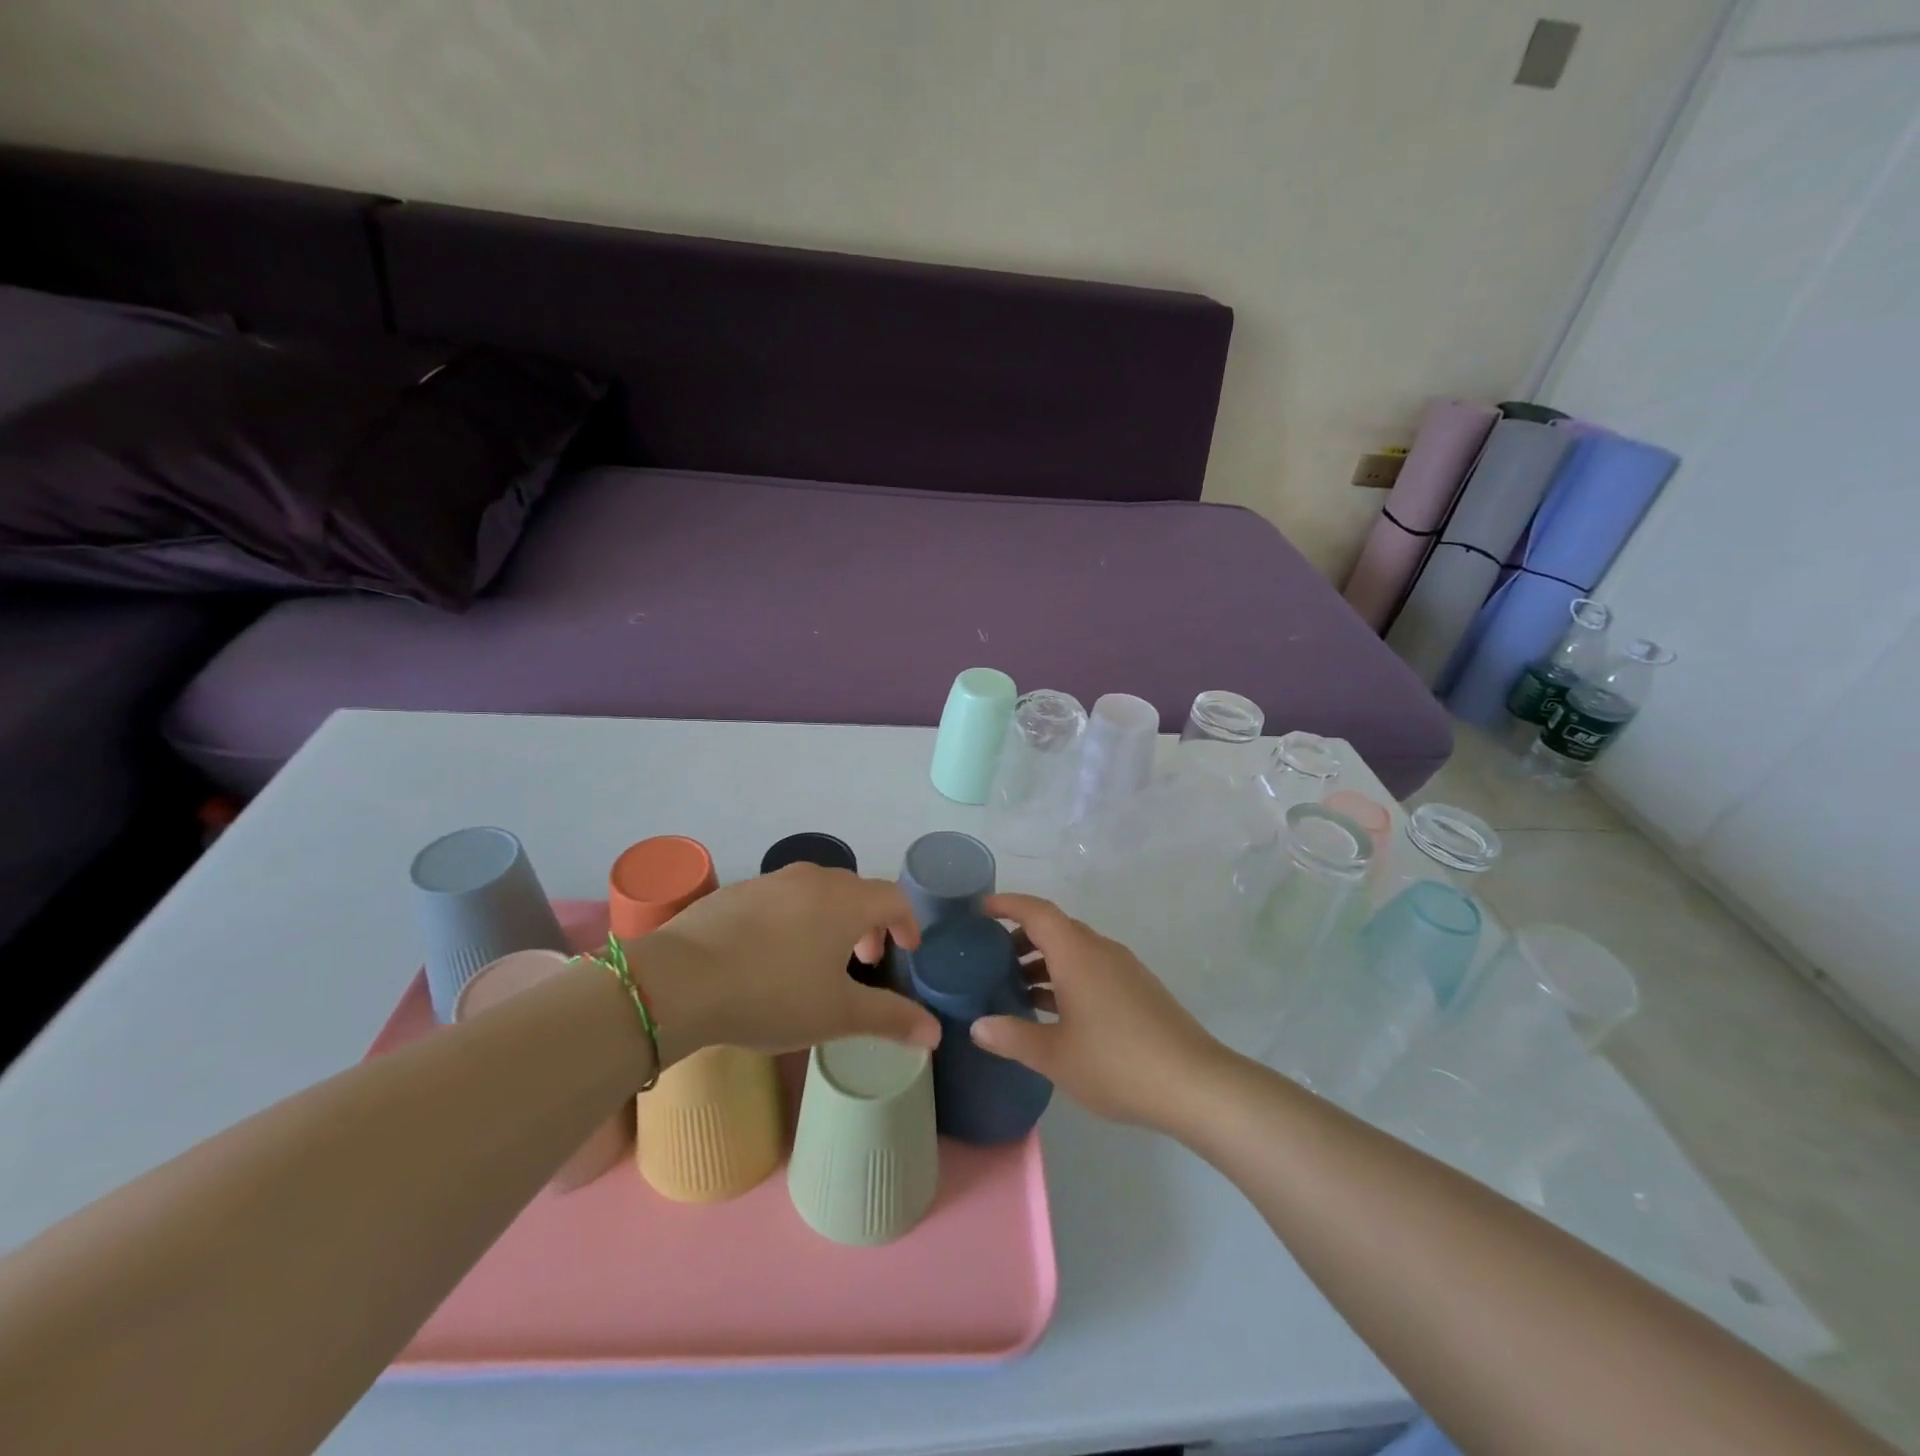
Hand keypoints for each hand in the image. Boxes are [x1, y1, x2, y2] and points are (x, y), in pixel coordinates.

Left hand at [637, 865, 939, 1062]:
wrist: (680, 981)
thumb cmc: (773, 995)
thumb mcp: (838, 1014)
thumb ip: (891, 1018)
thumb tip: (935, 1032)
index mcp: (846, 901)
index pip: (893, 898)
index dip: (906, 922)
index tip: (906, 950)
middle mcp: (813, 879)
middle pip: (856, 891)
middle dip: (868, 923)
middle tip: (863, 960)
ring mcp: (771, 881)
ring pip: (816, 891)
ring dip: (830, 918)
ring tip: (817, 959)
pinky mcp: (736, 892)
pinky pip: (780, 898)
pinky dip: (793, 918)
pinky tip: (770, 955)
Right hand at [971, 893, 1227, 1132]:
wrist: (1195, 1084)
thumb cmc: (1117, 1063)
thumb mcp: (1054, 1055)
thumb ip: (1012, 1037)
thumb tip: (978, 1025)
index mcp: (1077, 953)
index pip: (1036, 911)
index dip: (1007, 904)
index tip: (980, 910)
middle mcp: (1100, 950)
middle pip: (1055, 928)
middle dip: (1021, 938)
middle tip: (990, 960)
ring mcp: (1123, 969)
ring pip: (1075, 951)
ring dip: (1044, 962)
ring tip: (1016, 990)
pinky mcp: (1138, 989)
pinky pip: (1092, 969)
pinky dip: (1066, 978)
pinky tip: (1055, 1013)